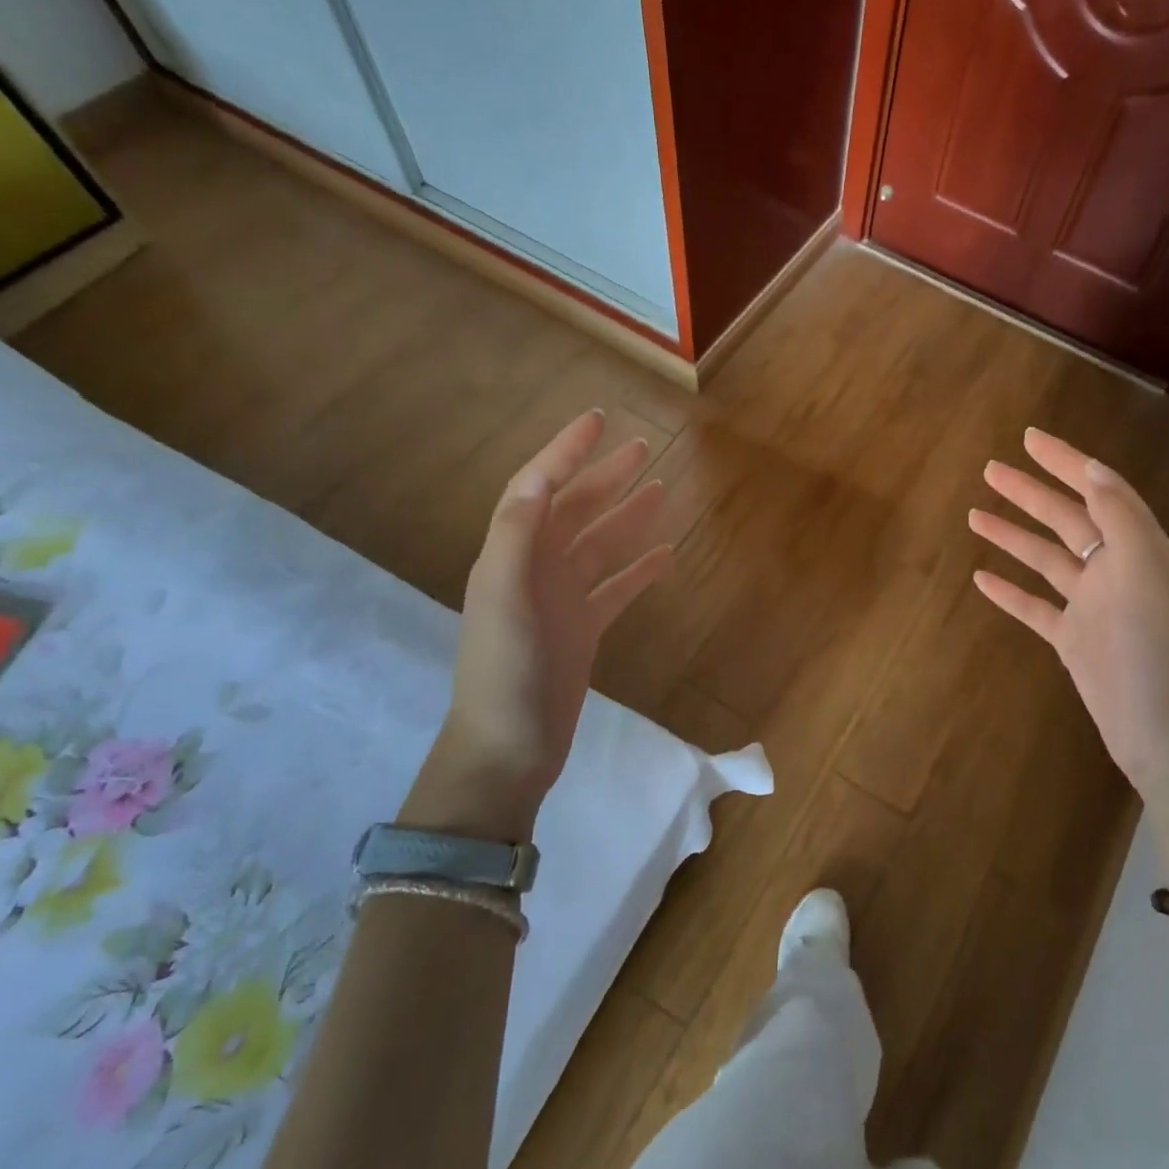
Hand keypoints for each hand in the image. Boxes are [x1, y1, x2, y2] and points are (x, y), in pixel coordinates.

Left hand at [405, 410, 671, 840]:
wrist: (508, 748)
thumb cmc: (504, 671)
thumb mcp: (503, 598)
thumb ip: (516, 537)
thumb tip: (538, 480)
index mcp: (511, 555)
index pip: (537, 488)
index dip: (565, 452)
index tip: (597, 420)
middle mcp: (535, 569)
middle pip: (573, 510)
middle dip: (603, 476)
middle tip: (641, 447)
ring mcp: (561, 600)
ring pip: (600, 545)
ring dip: (627, 516)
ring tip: (660, 489)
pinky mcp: (583, 629)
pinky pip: (616, 588)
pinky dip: (639, 569)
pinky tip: (666, 555)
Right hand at [968, 428, 1168, 800]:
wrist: (1167, 729)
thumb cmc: (1156, 644)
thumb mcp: (1144, 567)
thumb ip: (1118, 515)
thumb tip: (1092, 468)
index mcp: (1138, 546)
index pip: (1097, 490)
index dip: (1065, 462)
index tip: (1028, 438)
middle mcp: (1115, 570)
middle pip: (1065, 519)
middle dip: (1028, 493)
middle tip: (989, 470)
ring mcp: (1092, 606)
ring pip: (1045, 560)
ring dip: (1012, 537)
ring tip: (974, 516)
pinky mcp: (1073, 641)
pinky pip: (1035, 607)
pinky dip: (1009, 592)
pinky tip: (980, 578)